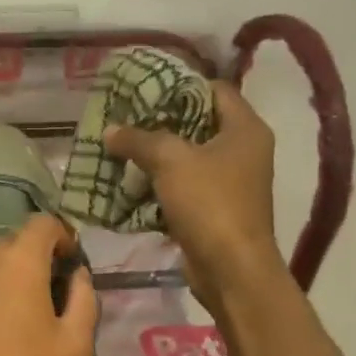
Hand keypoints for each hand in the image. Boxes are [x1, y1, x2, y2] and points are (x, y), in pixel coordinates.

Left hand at [0, 216, 95, 355]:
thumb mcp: (74, 348)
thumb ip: (83, 300)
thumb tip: (78, 276)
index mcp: (18, 263)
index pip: (43, 224)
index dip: (60, 236)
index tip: (68, 261)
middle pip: (10, 245)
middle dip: (29, 262)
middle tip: (40, 297)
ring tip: (3, 321)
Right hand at [104, 81, 285, 311]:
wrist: (232, 271)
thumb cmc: (210, 203)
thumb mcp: (170, 161)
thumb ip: (139, 139)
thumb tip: (110, 130)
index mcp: (245, 128)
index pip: (215, 89)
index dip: (182, 84)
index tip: (147, 86)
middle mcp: (244, 150)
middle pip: (200, 121)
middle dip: (162, 119)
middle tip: (127, 115)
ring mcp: (233, 181)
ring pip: (190, 155)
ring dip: (158, 153)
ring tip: (122, 144)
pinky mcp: (218, 208)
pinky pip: (186, 184)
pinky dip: (161, 181)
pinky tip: (131, 179)